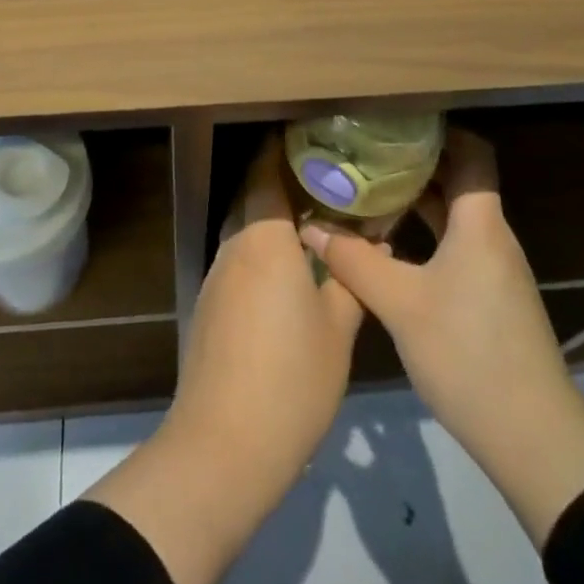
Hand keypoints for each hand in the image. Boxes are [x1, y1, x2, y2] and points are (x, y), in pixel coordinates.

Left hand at [85, 132, 361, 583]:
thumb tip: (373, 239)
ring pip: (245, 228)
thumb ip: (352, 279)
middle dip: (283, 181)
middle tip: (326, 178)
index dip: (283, 149)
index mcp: (264, 238)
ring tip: (315, 219)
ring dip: (272, 217)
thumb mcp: (338, 330)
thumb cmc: (290, 380)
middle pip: (253, 196)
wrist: (222, 445)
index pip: (266, 172)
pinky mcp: (210, 305)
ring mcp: (217, 275)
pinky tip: (289, 268)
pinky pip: (239, 257)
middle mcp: (235, 245)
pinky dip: (262, 249)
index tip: (312, 138)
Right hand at [301, 127, 583, 545]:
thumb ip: (353, 260)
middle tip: (366, 151)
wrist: (532, 438)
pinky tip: (389, 242)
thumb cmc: (467, 354)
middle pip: (459, 181)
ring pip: (455, 216)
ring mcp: (494, 269)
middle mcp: (492, 236)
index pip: (473, 153)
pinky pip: (456, 245)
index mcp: (480, 223)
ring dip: (417, 200)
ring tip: (369, 187)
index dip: (440, 131)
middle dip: (416, 163)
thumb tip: (310, 225)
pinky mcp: (490, 297)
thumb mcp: (400, 304)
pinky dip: (425, 233)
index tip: (396, 121)